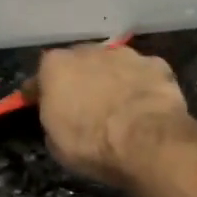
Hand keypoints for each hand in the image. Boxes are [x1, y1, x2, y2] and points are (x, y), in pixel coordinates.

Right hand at [34, 44, 194, 186]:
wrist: (147, 142)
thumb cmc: (92, 146)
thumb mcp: (57, 144)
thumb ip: (54, 121)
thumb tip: (61, 118)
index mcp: (56, 67)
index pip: (39, 79)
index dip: (39, 94)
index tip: (39, 105)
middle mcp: (88, 51)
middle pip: (78, 64)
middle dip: (79, 81)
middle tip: (85, 105)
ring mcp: (125, 55)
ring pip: (112, 65)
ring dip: (112, 80)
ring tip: (119, 106)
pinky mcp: (156, 64)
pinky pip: (142, 74)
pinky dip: (142, 86)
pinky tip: (146, 106)